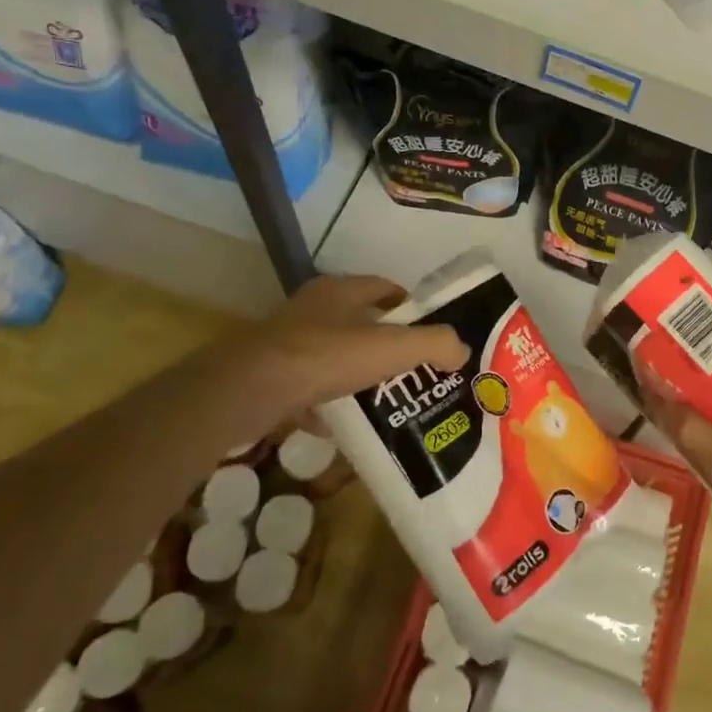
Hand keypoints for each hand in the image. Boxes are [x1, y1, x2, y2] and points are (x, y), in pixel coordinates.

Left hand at [248, 274, 468, 420]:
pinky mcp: (269, 375)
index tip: (430, 330)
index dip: (410, 305)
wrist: (250, 392)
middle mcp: (311, 309)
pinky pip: (308, 387)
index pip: (384, 287)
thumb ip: (436, 344)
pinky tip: (343, 423)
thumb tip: (462, 350)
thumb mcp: (394, 348)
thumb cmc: (326, 357)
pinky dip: (327, 402)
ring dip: (355, 372)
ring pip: (332, 354)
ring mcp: (286, 342)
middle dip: (386, 342)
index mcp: (340, 291)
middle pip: (359, 321)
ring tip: (384, 397)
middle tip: (414, 368)